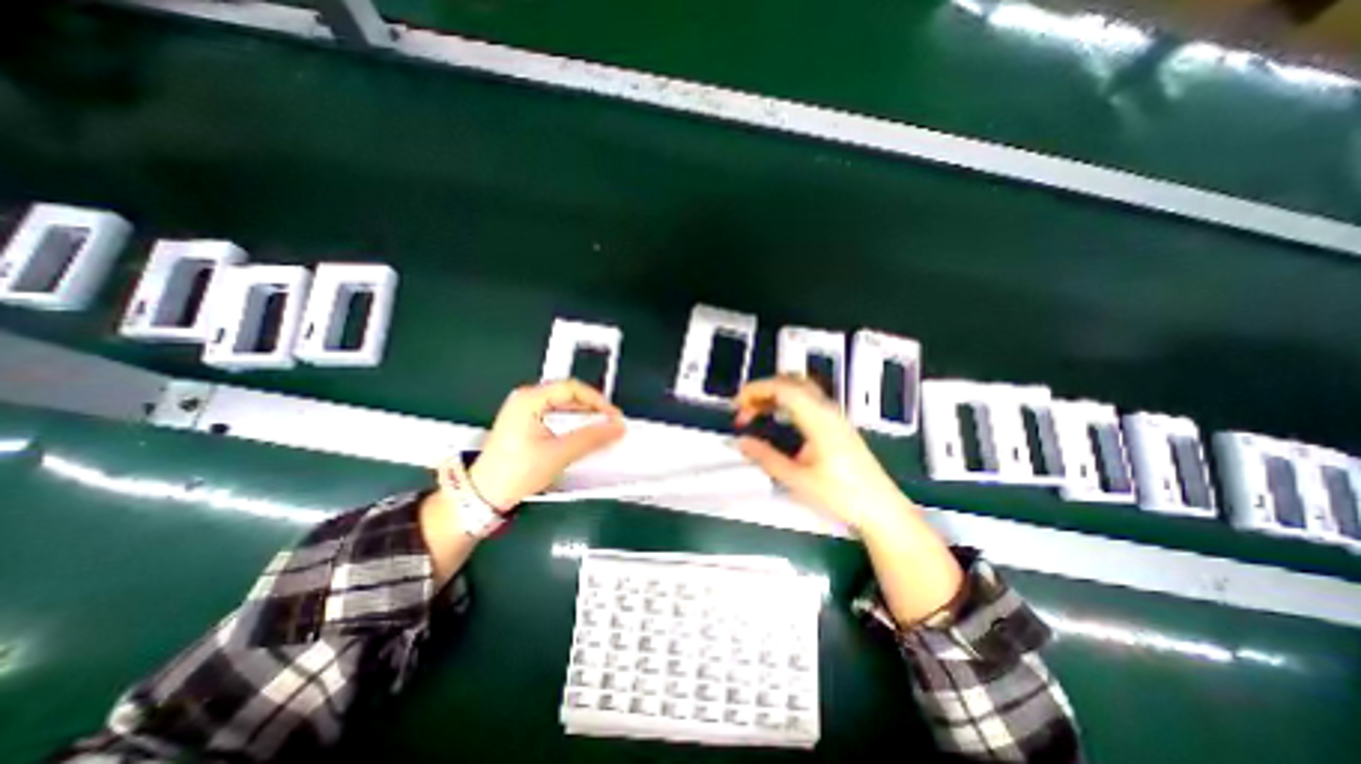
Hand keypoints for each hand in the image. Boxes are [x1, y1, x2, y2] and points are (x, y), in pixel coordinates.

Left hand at [463, 379, 621, 508]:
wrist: (484, 495)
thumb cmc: (515, 472)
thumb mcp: (558, 454)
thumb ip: (590, 438)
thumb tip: (616, 427)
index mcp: (529, 399)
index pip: (572, 388)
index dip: (597, 400)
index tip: (613, 416)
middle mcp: (526, 399)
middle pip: (569, 395)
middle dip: (592, 410)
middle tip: (609, 424)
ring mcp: (526, 411)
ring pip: (565, 407)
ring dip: (584, 419)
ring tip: (600, 432)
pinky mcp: (528, 423)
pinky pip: (558, 417)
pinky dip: (573, 426)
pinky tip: (583, 437)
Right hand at [733, 377, 913, 531]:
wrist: (881, 509)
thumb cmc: (842, 495)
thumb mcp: (798, 480)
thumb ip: (766, 458)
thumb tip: (741, 442)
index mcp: (819, 419)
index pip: (783, 388)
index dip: (755, 390)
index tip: (737, 404)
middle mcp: (827, 409)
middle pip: (791, 381)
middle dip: (762, 389)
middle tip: (744, 409)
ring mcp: (834, 415)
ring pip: (799, 388)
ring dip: (774, 394)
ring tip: (755, 413)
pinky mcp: (836, 423)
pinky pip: (807, 399)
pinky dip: (786, 401)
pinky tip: (777, 419)